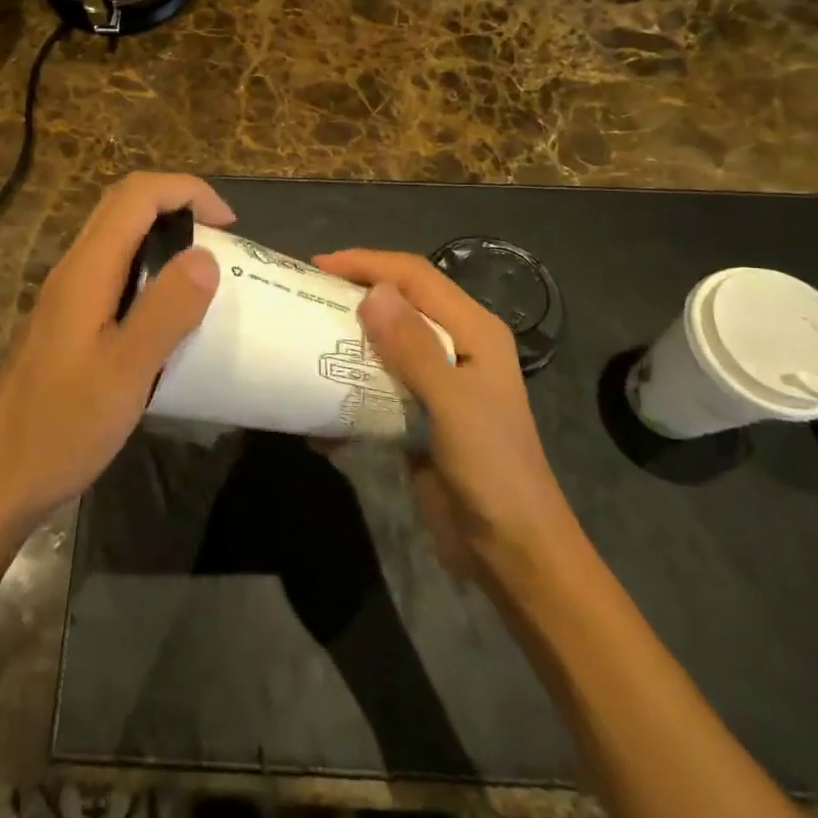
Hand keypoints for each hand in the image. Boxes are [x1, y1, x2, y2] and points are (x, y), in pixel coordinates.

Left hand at [0, 173, 233, 536]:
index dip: (187, 191)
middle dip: (179, 205)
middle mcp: (74, 269)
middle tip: (223, 240)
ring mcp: (68, 295)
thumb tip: (206, 256)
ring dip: (164, 235)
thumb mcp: (126, 372)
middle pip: (124, 205)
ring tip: (206, 271)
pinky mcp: (69, 320)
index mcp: (86, 271)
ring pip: (118, 236)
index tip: (229, 224)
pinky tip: (170, 312)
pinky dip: (150, 268)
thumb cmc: (62, 426)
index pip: (137, 196)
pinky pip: (114, 270)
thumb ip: (166, 310)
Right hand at [314, 250, 568, 575]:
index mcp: (474, 330)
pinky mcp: (421, 413)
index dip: (367, 264)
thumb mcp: (452, 403)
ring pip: (386, 342)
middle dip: (354, 295)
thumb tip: (371, 291)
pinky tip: (321, 409)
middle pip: (400, 302)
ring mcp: (439, 381)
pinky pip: (379, 384)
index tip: (317, 268)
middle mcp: (458, 345)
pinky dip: (349, 388)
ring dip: (347, 340)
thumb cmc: (491, 470)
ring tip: (304, 340)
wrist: (513, 552)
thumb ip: (413, 347)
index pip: (415, 276)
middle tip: (306, 298)